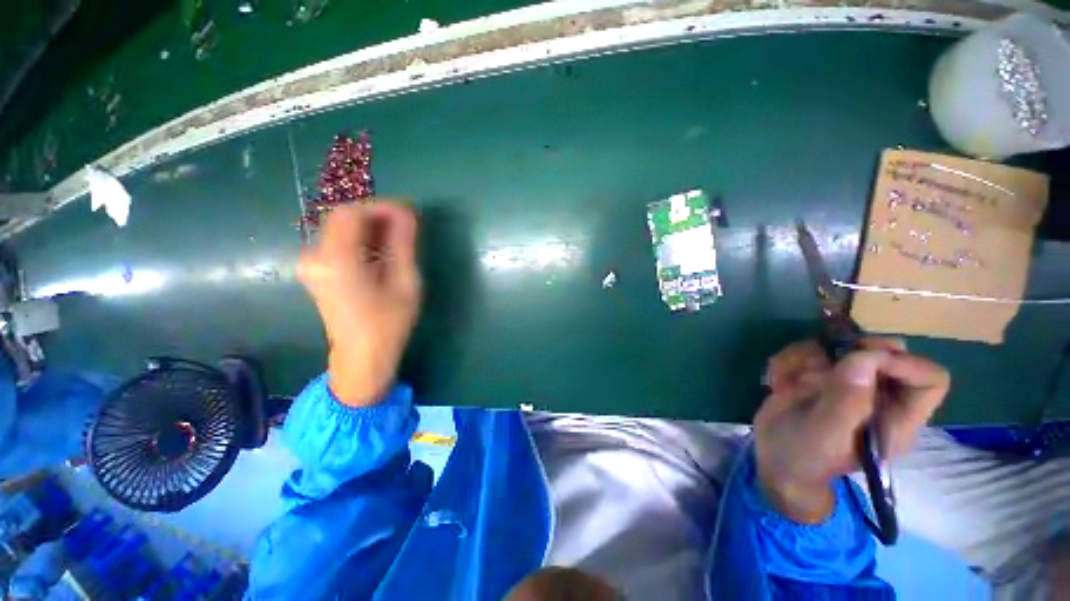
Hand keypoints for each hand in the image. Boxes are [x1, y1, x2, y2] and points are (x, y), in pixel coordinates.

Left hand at [297, 201, 420, 406]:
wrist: (362, 356)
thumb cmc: (389, 324)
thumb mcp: (405, 283)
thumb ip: (403, 245)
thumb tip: (408, 213)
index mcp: (337, 262)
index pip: (352, 213)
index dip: (381, 207)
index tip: (409, 213)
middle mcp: (316, 257)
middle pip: (343, 217)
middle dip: (377, 215)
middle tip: (407, 224)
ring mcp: (312, 264)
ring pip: (341, 228)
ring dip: (370, 227)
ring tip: (399, 238)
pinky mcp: (316, 269)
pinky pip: (338, 241)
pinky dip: (361, 239)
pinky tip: (381, 251)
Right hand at [754, 338, 949, 522]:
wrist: (772, 459)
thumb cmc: (803, 457)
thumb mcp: (824, 435)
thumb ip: (847, 401)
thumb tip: (865, 358)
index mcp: (896, 418)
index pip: (928, 379)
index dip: (901, 363)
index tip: (860, 357)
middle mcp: (878, 396)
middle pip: (887, 352)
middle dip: (850, 349)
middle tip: (821, 358)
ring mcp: (846, 384)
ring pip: (839, 347)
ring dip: (806, 358)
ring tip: (787, 384)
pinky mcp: (818, 376)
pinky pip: (807, 352)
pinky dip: (788, 361)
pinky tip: (778, 383)